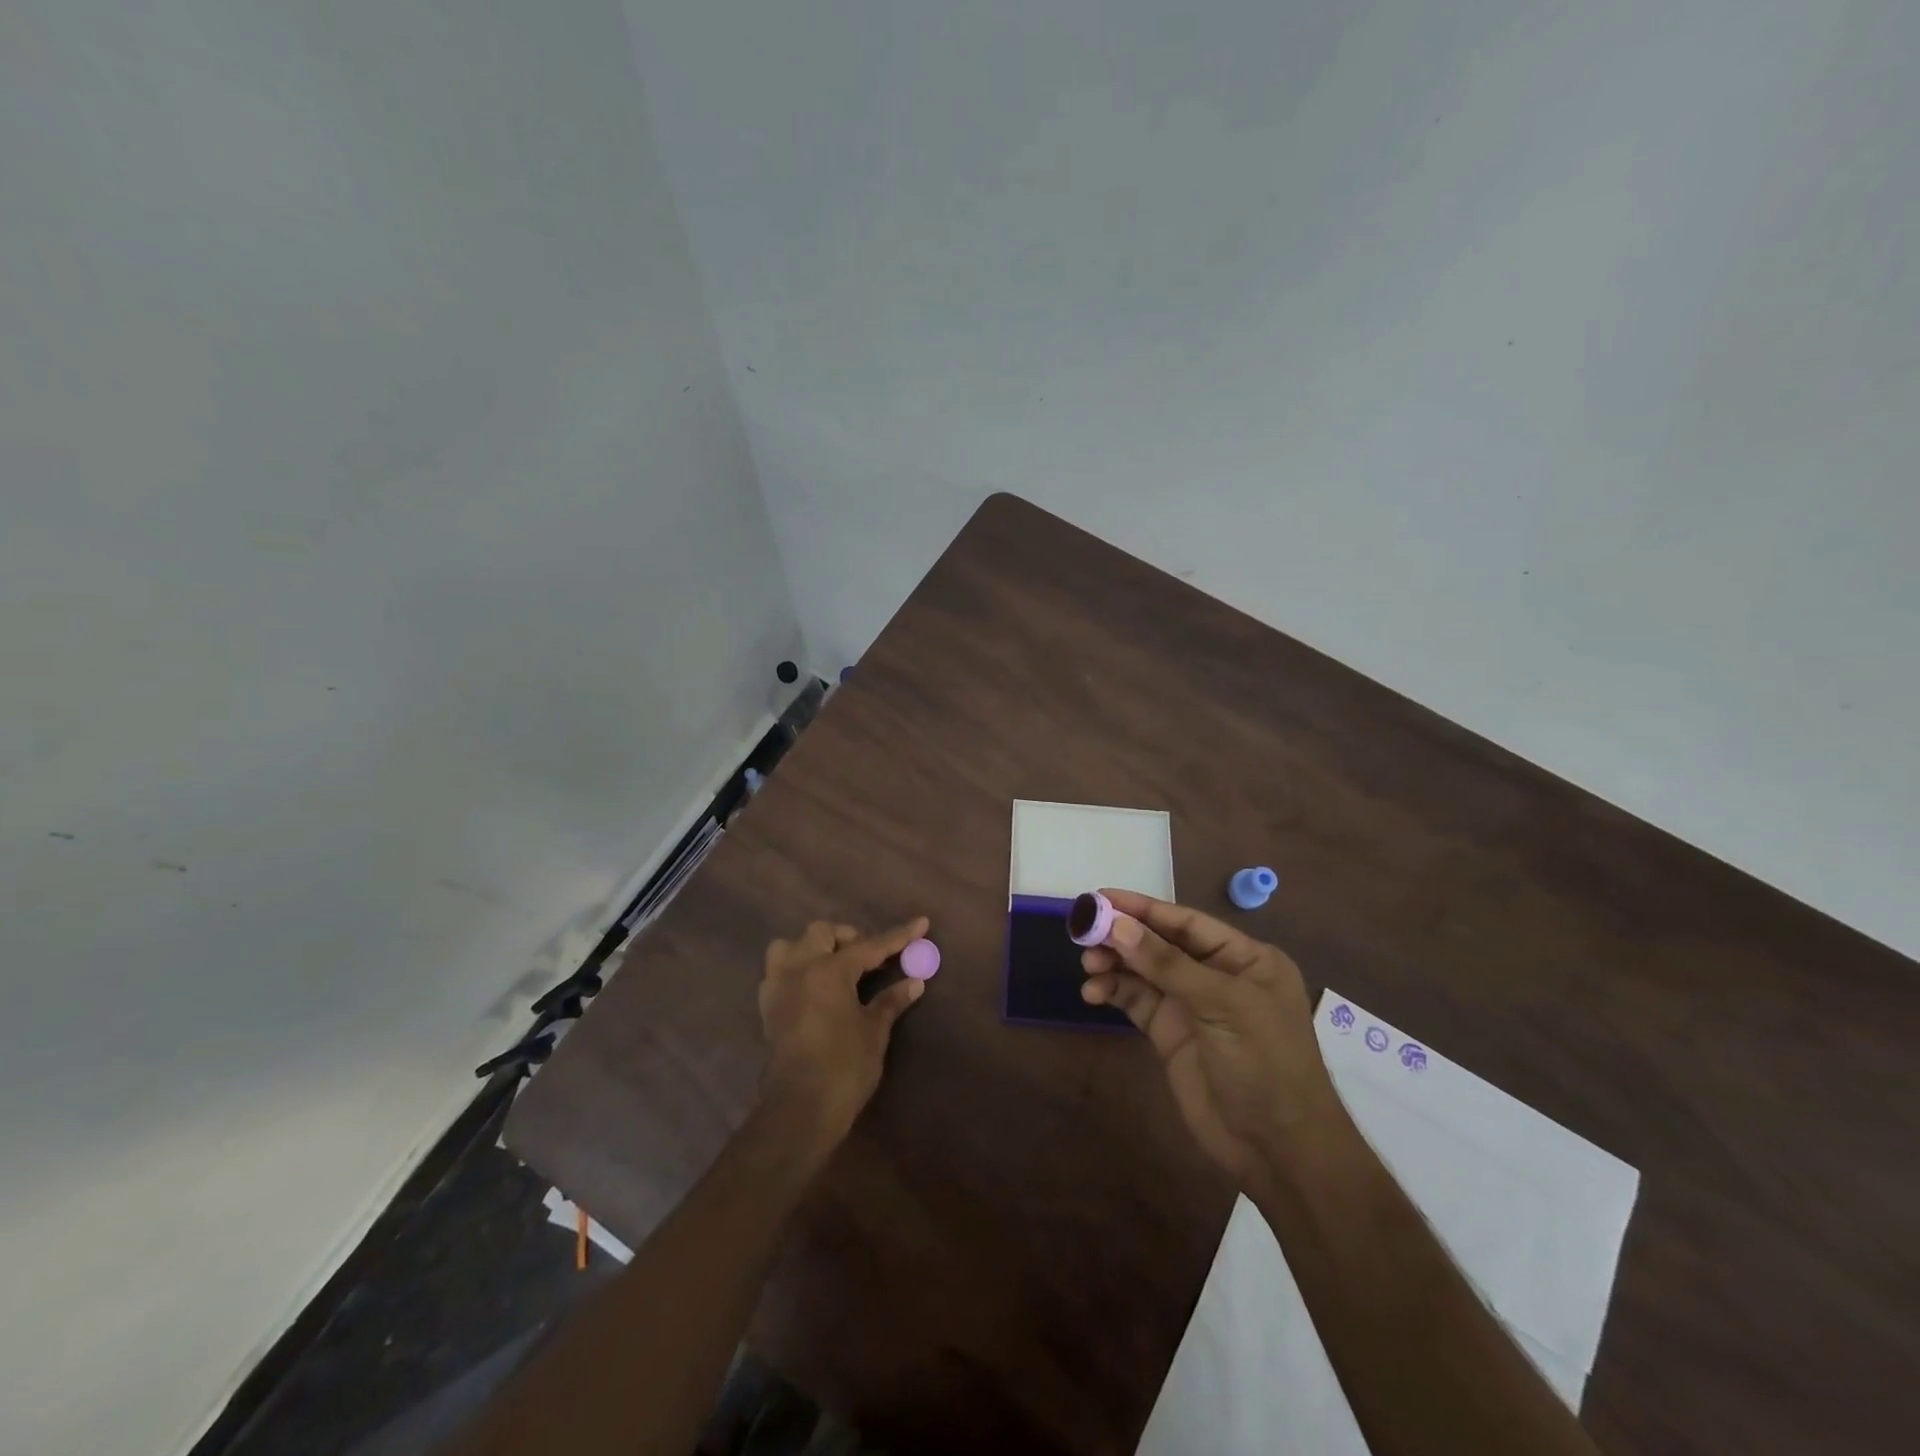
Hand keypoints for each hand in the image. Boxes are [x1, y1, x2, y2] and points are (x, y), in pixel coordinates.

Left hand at [758, 917, 930, 1143]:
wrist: (799, 1110)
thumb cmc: (843, 1068)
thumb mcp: (874, 1032)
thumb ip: (891, 1001)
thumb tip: (914, 982)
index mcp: (829, 970)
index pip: (869, 946)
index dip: (898, 936)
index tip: (921, 923)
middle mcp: (799, 969)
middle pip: (821, 933)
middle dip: (848, 938)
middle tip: (870, 959)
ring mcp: (778, 987)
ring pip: (790, 946)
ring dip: (812, 948)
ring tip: (834, 967)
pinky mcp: (767, 1008)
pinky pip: (778, 972)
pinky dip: (796, 970)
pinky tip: (813, 988)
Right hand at [1080, 890, 1338, 1179]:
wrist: (1277, 1150)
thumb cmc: (1264, 1063)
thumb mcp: (1221, 1005)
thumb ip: (1167, 964)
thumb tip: (1117, 924)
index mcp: (1244, 958)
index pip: (1186, 922)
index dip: (1143, 908)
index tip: (1100, 898)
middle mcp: (1216, 975)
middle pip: (1160, 943)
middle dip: (1122, 936)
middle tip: (1083, 931)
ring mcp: (1191, 1006)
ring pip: (1143, 971)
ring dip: (1114, 964)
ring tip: (1087, 964)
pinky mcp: (1170, 1033)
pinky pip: (1136, 1001)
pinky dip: (1113, 992)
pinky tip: (1093, 993)